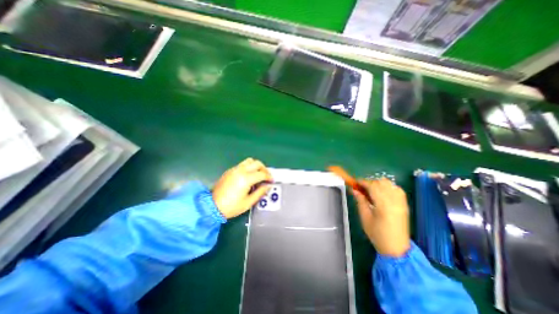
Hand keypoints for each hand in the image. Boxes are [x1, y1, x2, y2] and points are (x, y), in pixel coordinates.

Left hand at [212, 158, 272, 218]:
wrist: (211, 206)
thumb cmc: (231, 207)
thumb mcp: (248, 202)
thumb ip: (260, 192)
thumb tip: (268, 186)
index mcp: (246, 179)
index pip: (262, 174)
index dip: (269, 177)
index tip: (271, 181)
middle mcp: (241, 171)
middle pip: (257, 163)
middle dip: (264, 169)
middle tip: (266, 177)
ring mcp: (234, 169)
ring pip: (249, 161)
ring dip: (256, 166)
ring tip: (258, 174)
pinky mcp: (230, 170)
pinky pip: (243, 164)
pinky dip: (249, 167)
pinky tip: (249, 176)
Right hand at [353, 178, 409, 255]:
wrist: (396, 249)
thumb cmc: (377, 234)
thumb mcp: (365, 217)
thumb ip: (360, 201)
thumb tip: (354, 190)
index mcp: (383, 204)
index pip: (372, 186)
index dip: (362, 182)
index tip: (355, 183)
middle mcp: (394, 200)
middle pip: (381, 182)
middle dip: (369, 183)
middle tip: (362, 189)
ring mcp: (401, 202)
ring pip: (389, 183)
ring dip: (378, 184)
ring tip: (372, 191)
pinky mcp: (405, 204)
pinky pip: (396, 189)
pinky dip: (388, 187)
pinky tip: (382, 193)